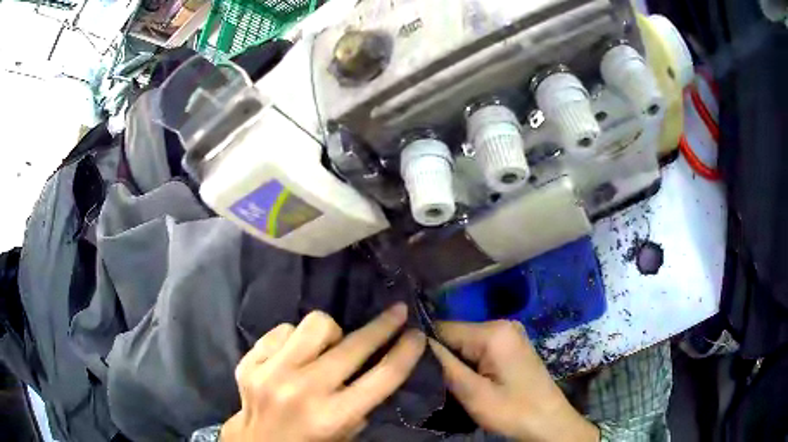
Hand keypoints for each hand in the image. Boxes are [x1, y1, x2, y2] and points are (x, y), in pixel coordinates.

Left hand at [222, 303, 425, 441]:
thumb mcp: (347, 431)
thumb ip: (364, 399)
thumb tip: (381, 357)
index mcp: (333, 416)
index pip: (383, 377)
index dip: (406, 351)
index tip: (417, 333)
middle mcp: (302, 391)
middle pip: (353, 345)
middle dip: (383, 326)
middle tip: (396, 313)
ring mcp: (271, 373)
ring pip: (315, 324)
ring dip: (329, 335)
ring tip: (325, 349)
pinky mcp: (249, 363)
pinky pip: (283, 330)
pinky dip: (294, 340)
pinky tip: (293, 356)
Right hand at [429, 321, 598, 441]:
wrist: (549, 422)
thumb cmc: (513, 411)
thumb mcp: (474, 393)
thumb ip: (445, 365)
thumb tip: (416, 341)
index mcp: (494, 331)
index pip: (443, 328)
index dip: (426, 348)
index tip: (416, 369)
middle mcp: (502, 324)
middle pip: (455, 334)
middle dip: (443, 357)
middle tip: (437, 382)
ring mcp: (509, 334)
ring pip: (466, 343)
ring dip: (456, 362)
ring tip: (452, 383)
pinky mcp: (511, 346)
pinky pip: (479, 348)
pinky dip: (470, 363)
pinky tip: (469, 380)